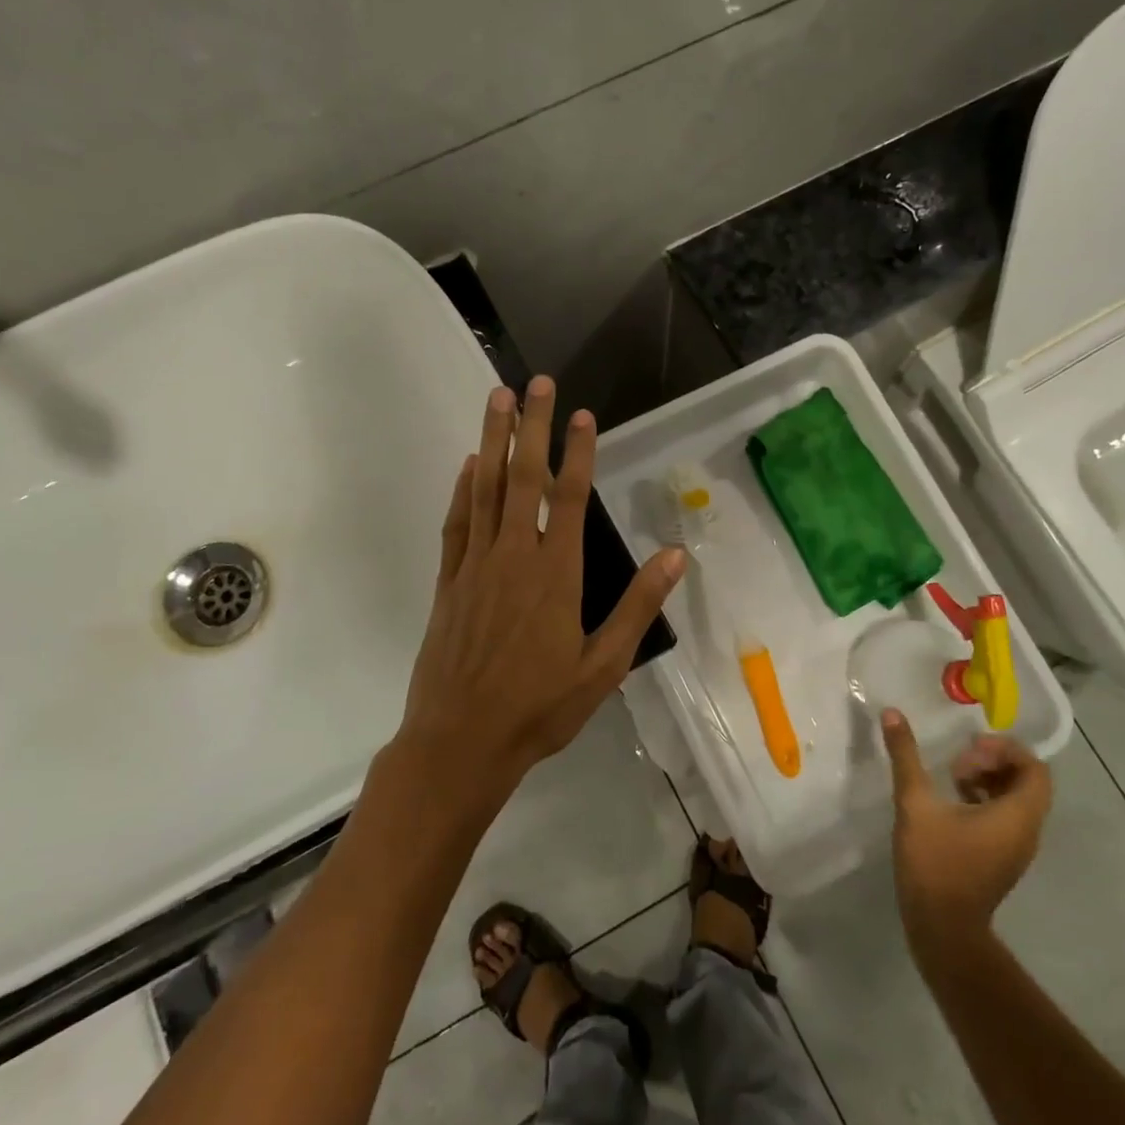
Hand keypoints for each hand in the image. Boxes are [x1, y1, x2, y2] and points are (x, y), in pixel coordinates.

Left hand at [397, 376, 683, 802]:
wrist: (461, 742)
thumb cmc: (540, 709)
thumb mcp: (603, 666)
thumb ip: (638, 607)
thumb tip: (676, 557)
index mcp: (556, 575)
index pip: (570, 498)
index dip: (578, 452)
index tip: (582, 415)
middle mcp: (514, 557)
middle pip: (524, 478)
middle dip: (531, 426)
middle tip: (534, 382)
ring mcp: (476, 566)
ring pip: (485, 490)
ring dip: (492, 441)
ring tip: (496, 399)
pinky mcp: (449, 583)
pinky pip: (457, 524)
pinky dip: (463, 490)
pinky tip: (468, 466)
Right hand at [881, 710, 1052, 964]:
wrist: (943, 928)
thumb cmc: (935, 863)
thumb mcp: (915, 803)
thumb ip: (906, 756)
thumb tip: (893, 713)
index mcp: (1017, 815)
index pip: (1035, 769)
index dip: (1005, 750)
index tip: (969, 749)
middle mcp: (1026, 830)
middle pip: (1027, 782)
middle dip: (994, 762)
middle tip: (958, 761)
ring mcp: (1016, 847)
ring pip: (1016, 800)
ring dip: (988, 780)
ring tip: (951, 777)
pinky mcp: (1001, 858)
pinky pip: (1005, 818)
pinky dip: (985, 800)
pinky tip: (951, 802)